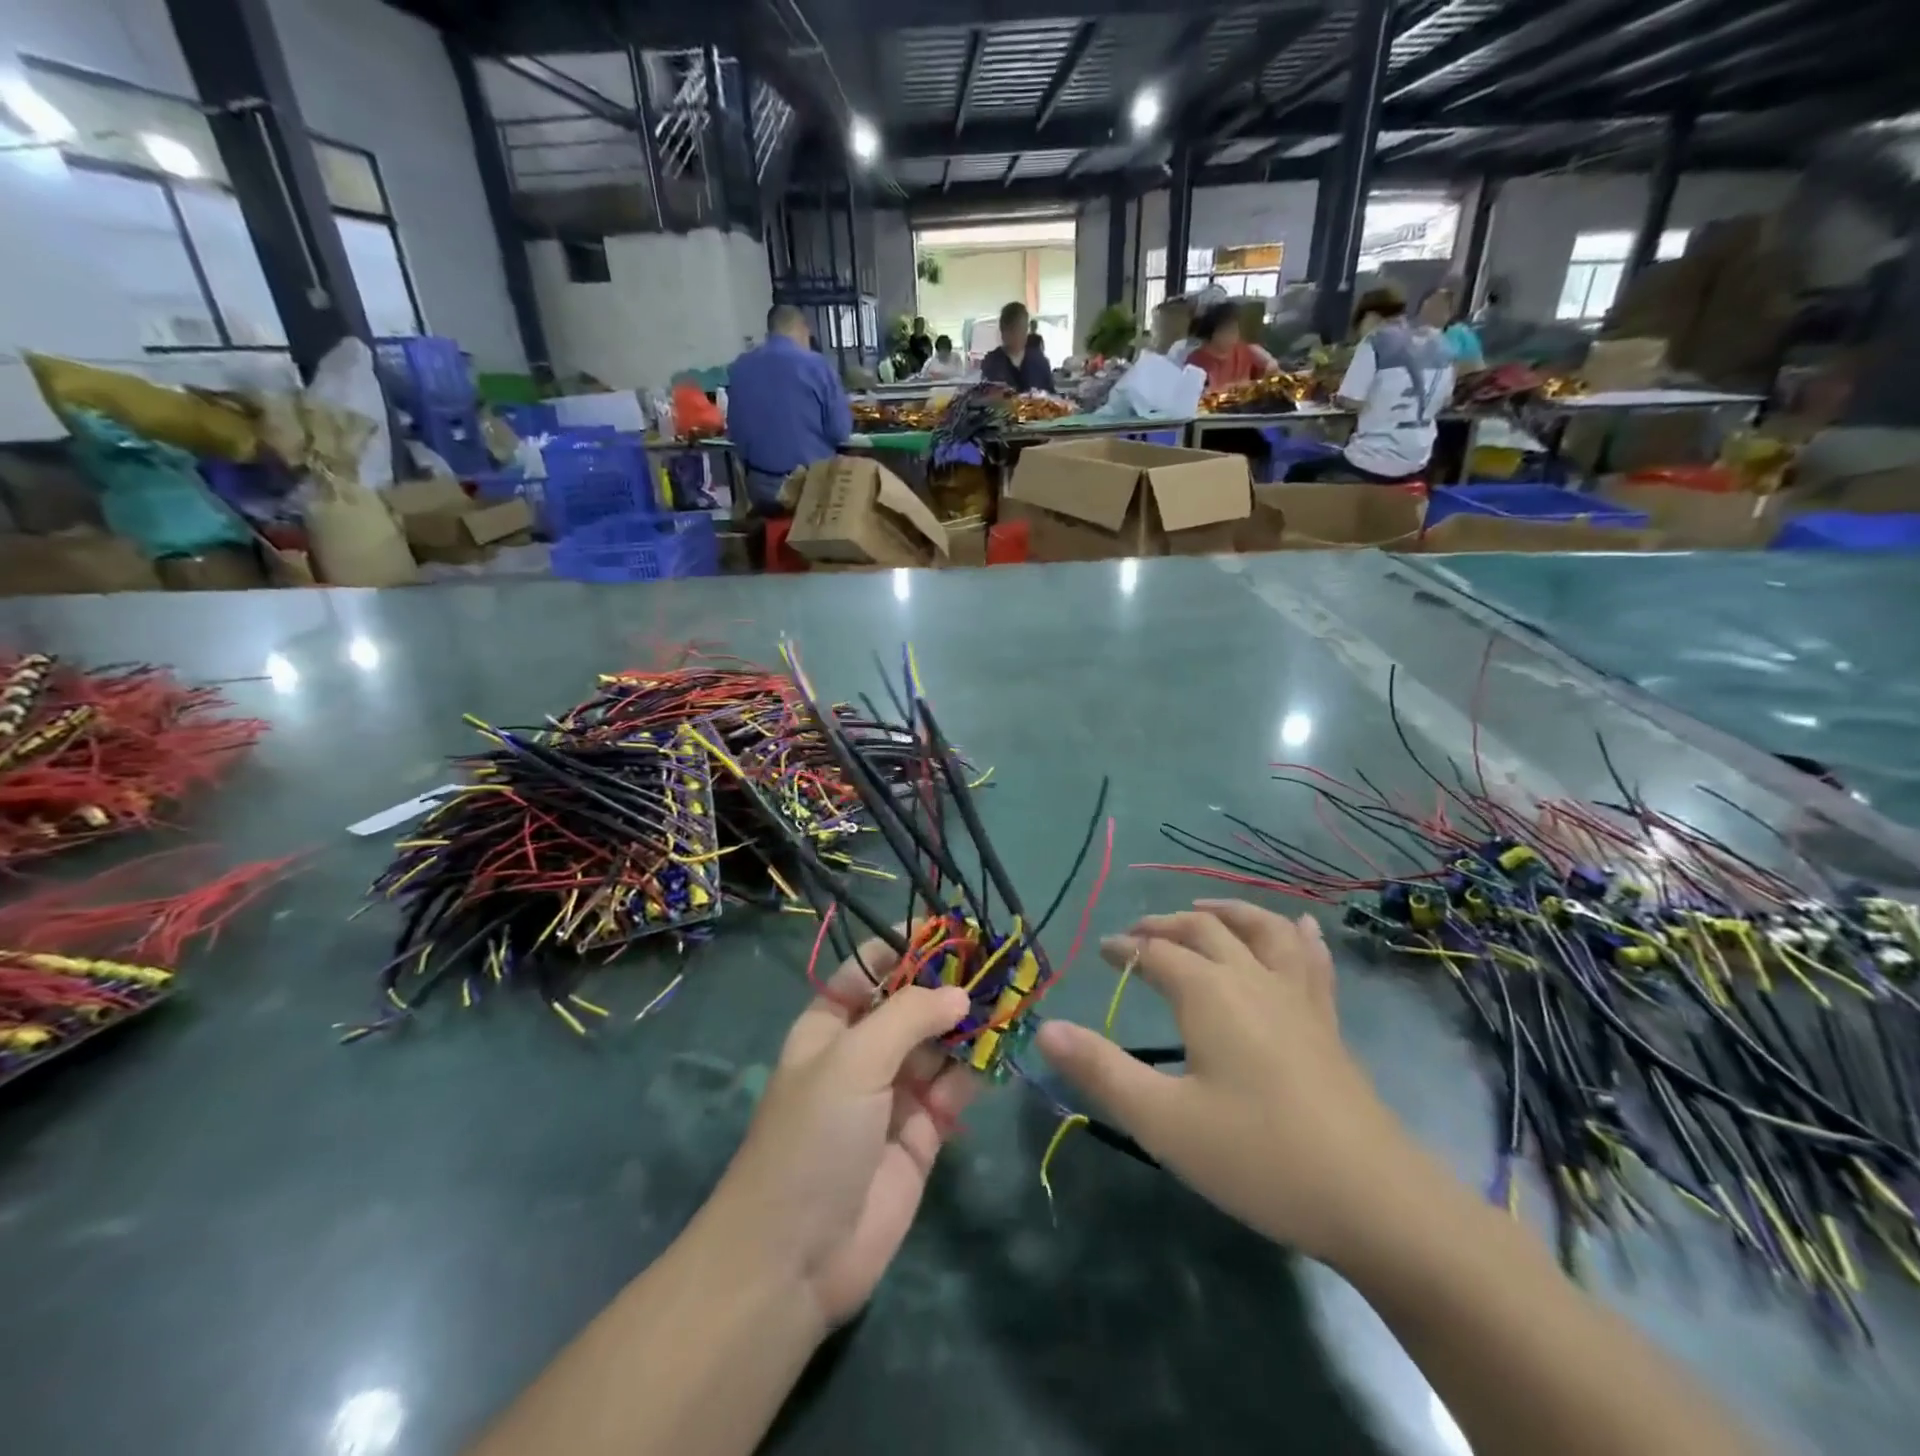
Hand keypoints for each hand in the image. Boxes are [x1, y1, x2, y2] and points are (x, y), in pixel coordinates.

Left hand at [706, 935, 977, 1327]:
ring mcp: (893, 1093)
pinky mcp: (921, 1133)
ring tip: (1011, 995)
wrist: (795, 1258)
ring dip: (969, 1023)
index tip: (952, 927)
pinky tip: (1003, 1046)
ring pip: (938, 1044)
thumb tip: (960, 994)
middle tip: (997, 961)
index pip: (871, 969)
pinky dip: (977, 1068)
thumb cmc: (813, 1137)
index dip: (907, 946)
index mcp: (830, 1025)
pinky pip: (954, 1088)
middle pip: (911, 1004)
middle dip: (949, 983)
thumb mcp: (853, 1059)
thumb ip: (909, 1017)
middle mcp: (863, 1053)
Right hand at [1034, 899, 1416, 1264]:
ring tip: (1205, 909)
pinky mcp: (1327, 1022)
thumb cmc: (1258, 1157)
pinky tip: (1300, 927)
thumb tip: (1045, 1028)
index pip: (1155, 952)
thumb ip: (1101, 1070)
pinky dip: (1296, 935)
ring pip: (1261, 929)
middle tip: (1137, 934)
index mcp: (1209, 993)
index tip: (1102, 952)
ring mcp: (1297, 997)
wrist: (1375, 1200)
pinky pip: (1311, 960)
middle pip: (1204, 929)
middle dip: (1165, 925)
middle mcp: (1252, 979)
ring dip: (1227, 911)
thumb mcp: (1164, 1121)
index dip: (1124, 949)